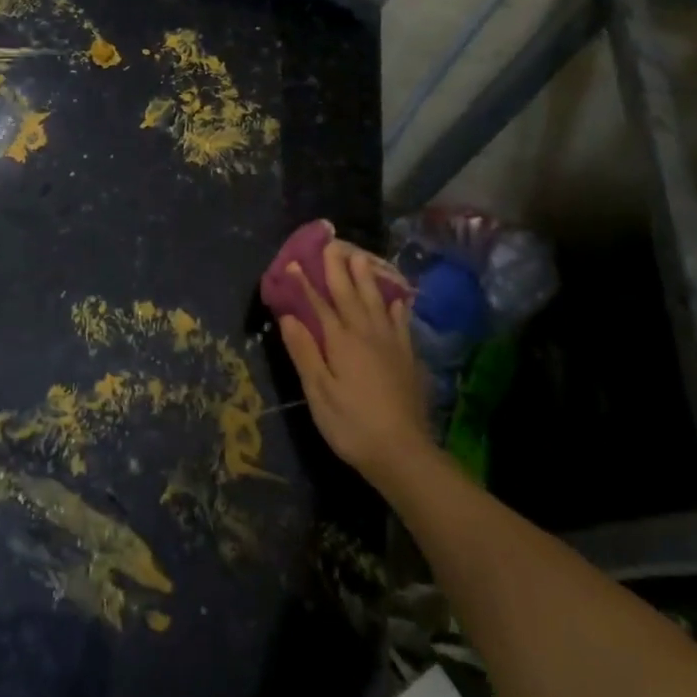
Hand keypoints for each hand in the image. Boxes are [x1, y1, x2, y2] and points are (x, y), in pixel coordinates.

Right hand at [278, 240, 432, 491]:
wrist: (402, 452)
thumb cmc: (351, 424)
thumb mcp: (318, 391)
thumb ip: (304, 351)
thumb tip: (289, 316)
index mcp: (341, 341)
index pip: (320, 304)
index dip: (307, 282)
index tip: (296, 261)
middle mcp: (367, 334)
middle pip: (350, 294)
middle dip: (339, 269)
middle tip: (332, 244)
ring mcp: (391, 344)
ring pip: (377, 301)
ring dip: (366, 278)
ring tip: (361, 256)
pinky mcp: (407, 357)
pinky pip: (401, 321)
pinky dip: (396, 305)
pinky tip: (396, 298)